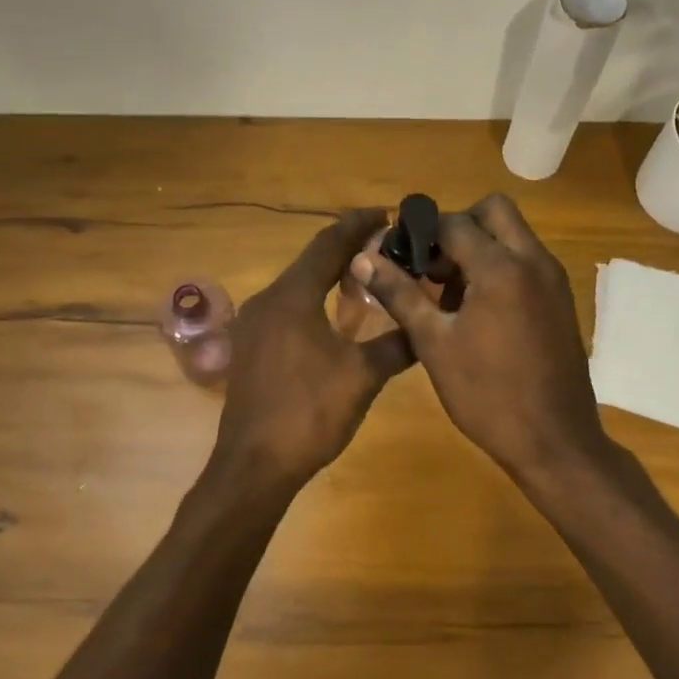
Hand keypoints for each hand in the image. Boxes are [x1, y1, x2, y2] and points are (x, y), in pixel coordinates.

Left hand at [214, 210, 413, 486]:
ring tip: (366, 280)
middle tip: (385, 248)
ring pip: (297, 286)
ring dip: (329, 277)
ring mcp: (253, 326)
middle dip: (347, 250)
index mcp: (292, 296)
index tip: (387, 214)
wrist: (255, 465)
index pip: (328, 244)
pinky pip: (286, 310)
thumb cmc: (309, 413)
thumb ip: (397, 345)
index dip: (358, 224)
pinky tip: (334, 320)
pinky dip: (313, 302)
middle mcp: (267, 300)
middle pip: (310, 261)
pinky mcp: (251, 349)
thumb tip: (427, 328)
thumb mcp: (363, 376)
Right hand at [352, 194, 607, 479]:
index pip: (454, 223)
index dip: (420, 232)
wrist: (554, 441)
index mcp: (501, 267)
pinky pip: (527, 262)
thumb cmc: (487, 394)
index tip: (397, 255)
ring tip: (448, 294)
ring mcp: (554, 280)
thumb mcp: (434, 343)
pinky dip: (501, 268)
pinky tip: (477, 312)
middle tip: (431, 266)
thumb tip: (364, 259)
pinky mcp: (561, 300)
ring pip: (513, 236)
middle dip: (458, 227)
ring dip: (480, 247)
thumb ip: (400, 294)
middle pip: (494, 211)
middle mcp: (534, 261)